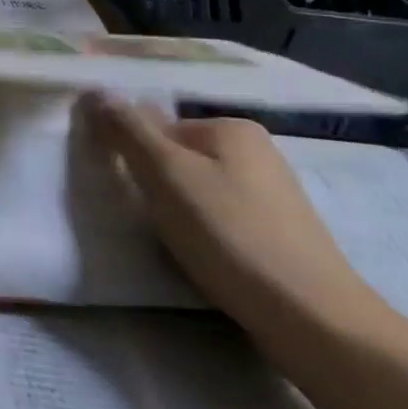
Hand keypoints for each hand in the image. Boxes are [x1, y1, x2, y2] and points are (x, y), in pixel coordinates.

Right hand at [79, 93, 390, 347]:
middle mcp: (257, 151)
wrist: (311, 318)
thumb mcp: (165, 174)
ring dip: (177, 211)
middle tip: (145, 218)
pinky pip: (220, 217)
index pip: (156, 127)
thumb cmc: (229, 234)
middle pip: (178, 157)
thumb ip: (128, 130)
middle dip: (155, 184)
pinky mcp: (278, 232)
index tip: (126, 190)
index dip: (133, 156)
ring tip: (173, 242)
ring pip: (198, 190)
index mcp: (231, 128)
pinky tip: (202, 256)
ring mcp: (272, 193)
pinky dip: (203, 232)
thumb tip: (96, 90)